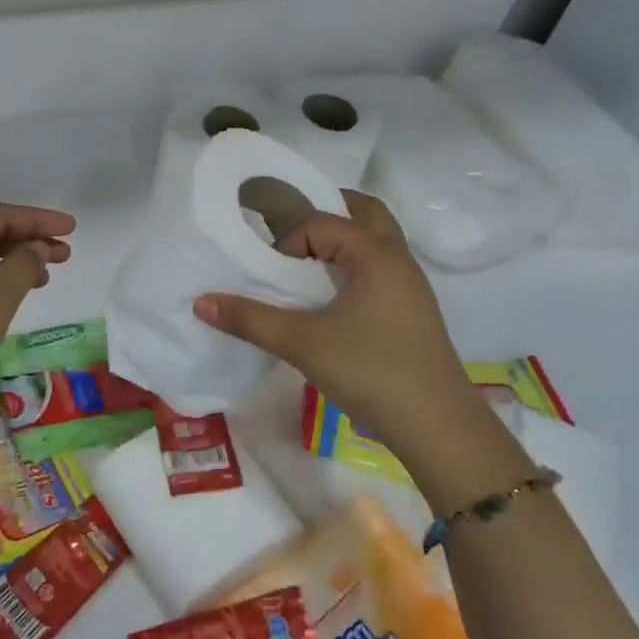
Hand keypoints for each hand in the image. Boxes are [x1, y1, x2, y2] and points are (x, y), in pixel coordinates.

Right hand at [193, 192, 482, 457]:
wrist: (437, 426)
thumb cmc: (371, 371)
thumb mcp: (302, 344)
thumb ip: (251, 320)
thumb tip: (202, 302)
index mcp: (376, 254)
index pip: (322, 222)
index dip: (288, 240)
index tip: (270, 274)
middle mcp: (397, 259)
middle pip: (365, 213)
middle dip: (327, 213)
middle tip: (292, 234)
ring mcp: (409, 286)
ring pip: (376, 242)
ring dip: (342, 241)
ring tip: (305, 264)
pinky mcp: (410, 311)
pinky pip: (379, 268)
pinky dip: (353, 266)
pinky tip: (330, 298)